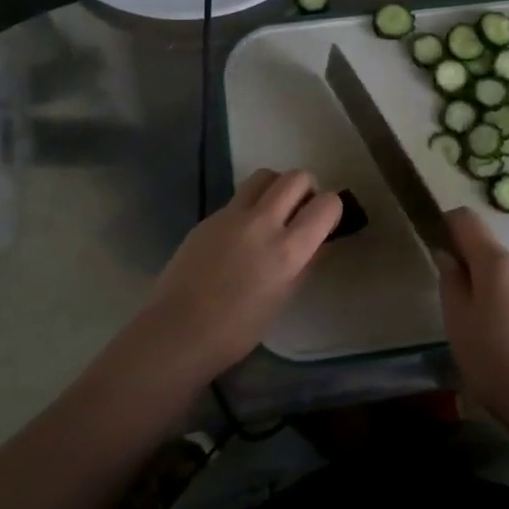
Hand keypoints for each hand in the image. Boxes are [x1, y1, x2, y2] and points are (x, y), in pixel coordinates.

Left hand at [126, 169, 341, 385]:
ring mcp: (230, 216)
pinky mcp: (208, 217)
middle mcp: (261, 223)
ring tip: (273, 214)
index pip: (326, 204)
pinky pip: (238, 197)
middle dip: (306, 190)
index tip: (326, 224)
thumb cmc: (237, 330)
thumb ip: (306, 263)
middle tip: (301, 214)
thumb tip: (320, 240)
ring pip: (264, 176)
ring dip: (277, 188)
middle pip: (296, 177)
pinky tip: (242, 235)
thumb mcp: (283, 299)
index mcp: (287, 250)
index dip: (332, 210)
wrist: (177, 332)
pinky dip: (250, 205)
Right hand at [436, 208, 508, 425]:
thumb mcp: (458, 323)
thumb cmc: (495, 361)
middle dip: (478, 278)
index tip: (442, 250)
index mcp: (498, 263)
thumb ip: (451, 282)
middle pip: (494, 258)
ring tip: (498, 342)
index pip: (468, 221)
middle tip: (469, 319)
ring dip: (503, 298)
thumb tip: (449, 256)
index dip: (450, 227)